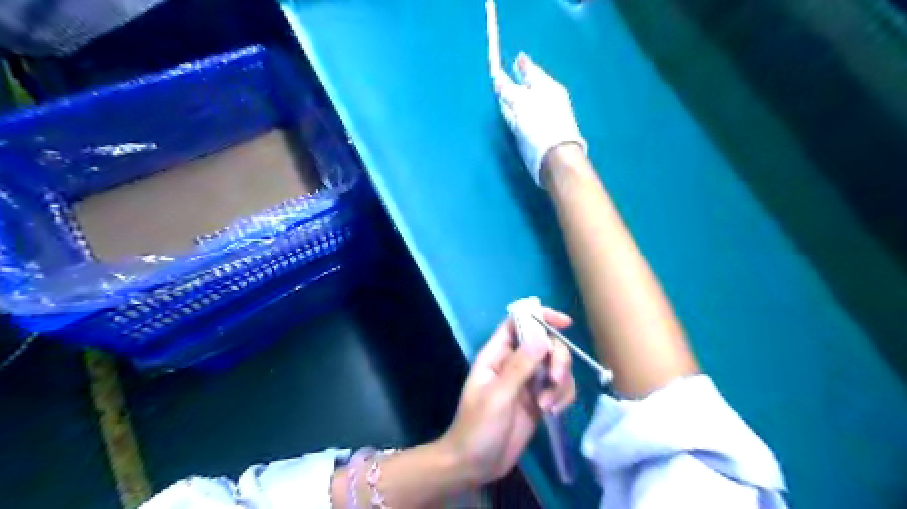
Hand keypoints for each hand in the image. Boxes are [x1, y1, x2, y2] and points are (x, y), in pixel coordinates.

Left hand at [441, 309, 573, 481]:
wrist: (475, 465)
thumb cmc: (478, 427)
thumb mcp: (498, 396)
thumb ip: (520, 366)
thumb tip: (542, 337)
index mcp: (497, 354)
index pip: (518, 323)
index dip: (539, 317)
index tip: (564, 324)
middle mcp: (514, 363)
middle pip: (545, 344)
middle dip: (556, 359)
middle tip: (554, 379)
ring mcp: (527, 382)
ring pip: (555, 366)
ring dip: (559, 382)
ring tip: (547, 405)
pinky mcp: (539, 400)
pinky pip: (559, 388)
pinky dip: (562, 396)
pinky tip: (552, 412)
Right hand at [494, 51, 584, 186]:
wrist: (554, 156)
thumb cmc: (540, 124)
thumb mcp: (521, 103)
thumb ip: (508, 90)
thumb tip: (497, 78)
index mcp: (547, 87)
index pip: (533, 71)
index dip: (524, 64)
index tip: (518, 56)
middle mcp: (547, 100)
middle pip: (530, 87)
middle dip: (521, 79)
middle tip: (513, 70)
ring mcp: (543, 117)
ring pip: (528, 102)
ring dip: (518, 96)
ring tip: (509, 91)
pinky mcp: (538, 133)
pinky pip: (525, 116)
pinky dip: (519, 112)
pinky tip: (512, 113)